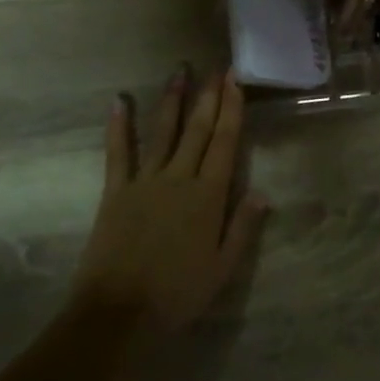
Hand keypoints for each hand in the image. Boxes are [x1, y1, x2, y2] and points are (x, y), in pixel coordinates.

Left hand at [71, 66, 267, 339]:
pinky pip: (118, 152)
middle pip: (197, 130)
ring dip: (172, 99)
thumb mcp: (222, 269)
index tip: (235, 81)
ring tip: (179, 70)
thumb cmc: (177, 294)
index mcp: (208, 196)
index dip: (231, 110)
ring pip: (163, 131)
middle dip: (208, 96)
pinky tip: (119, 100)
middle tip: (216, 67)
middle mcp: (179, 178)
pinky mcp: (116, 190)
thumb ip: (242, 228)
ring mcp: (145, 181)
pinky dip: (118, 126)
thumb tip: (264, 192)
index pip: (224, 144)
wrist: (119, 312)